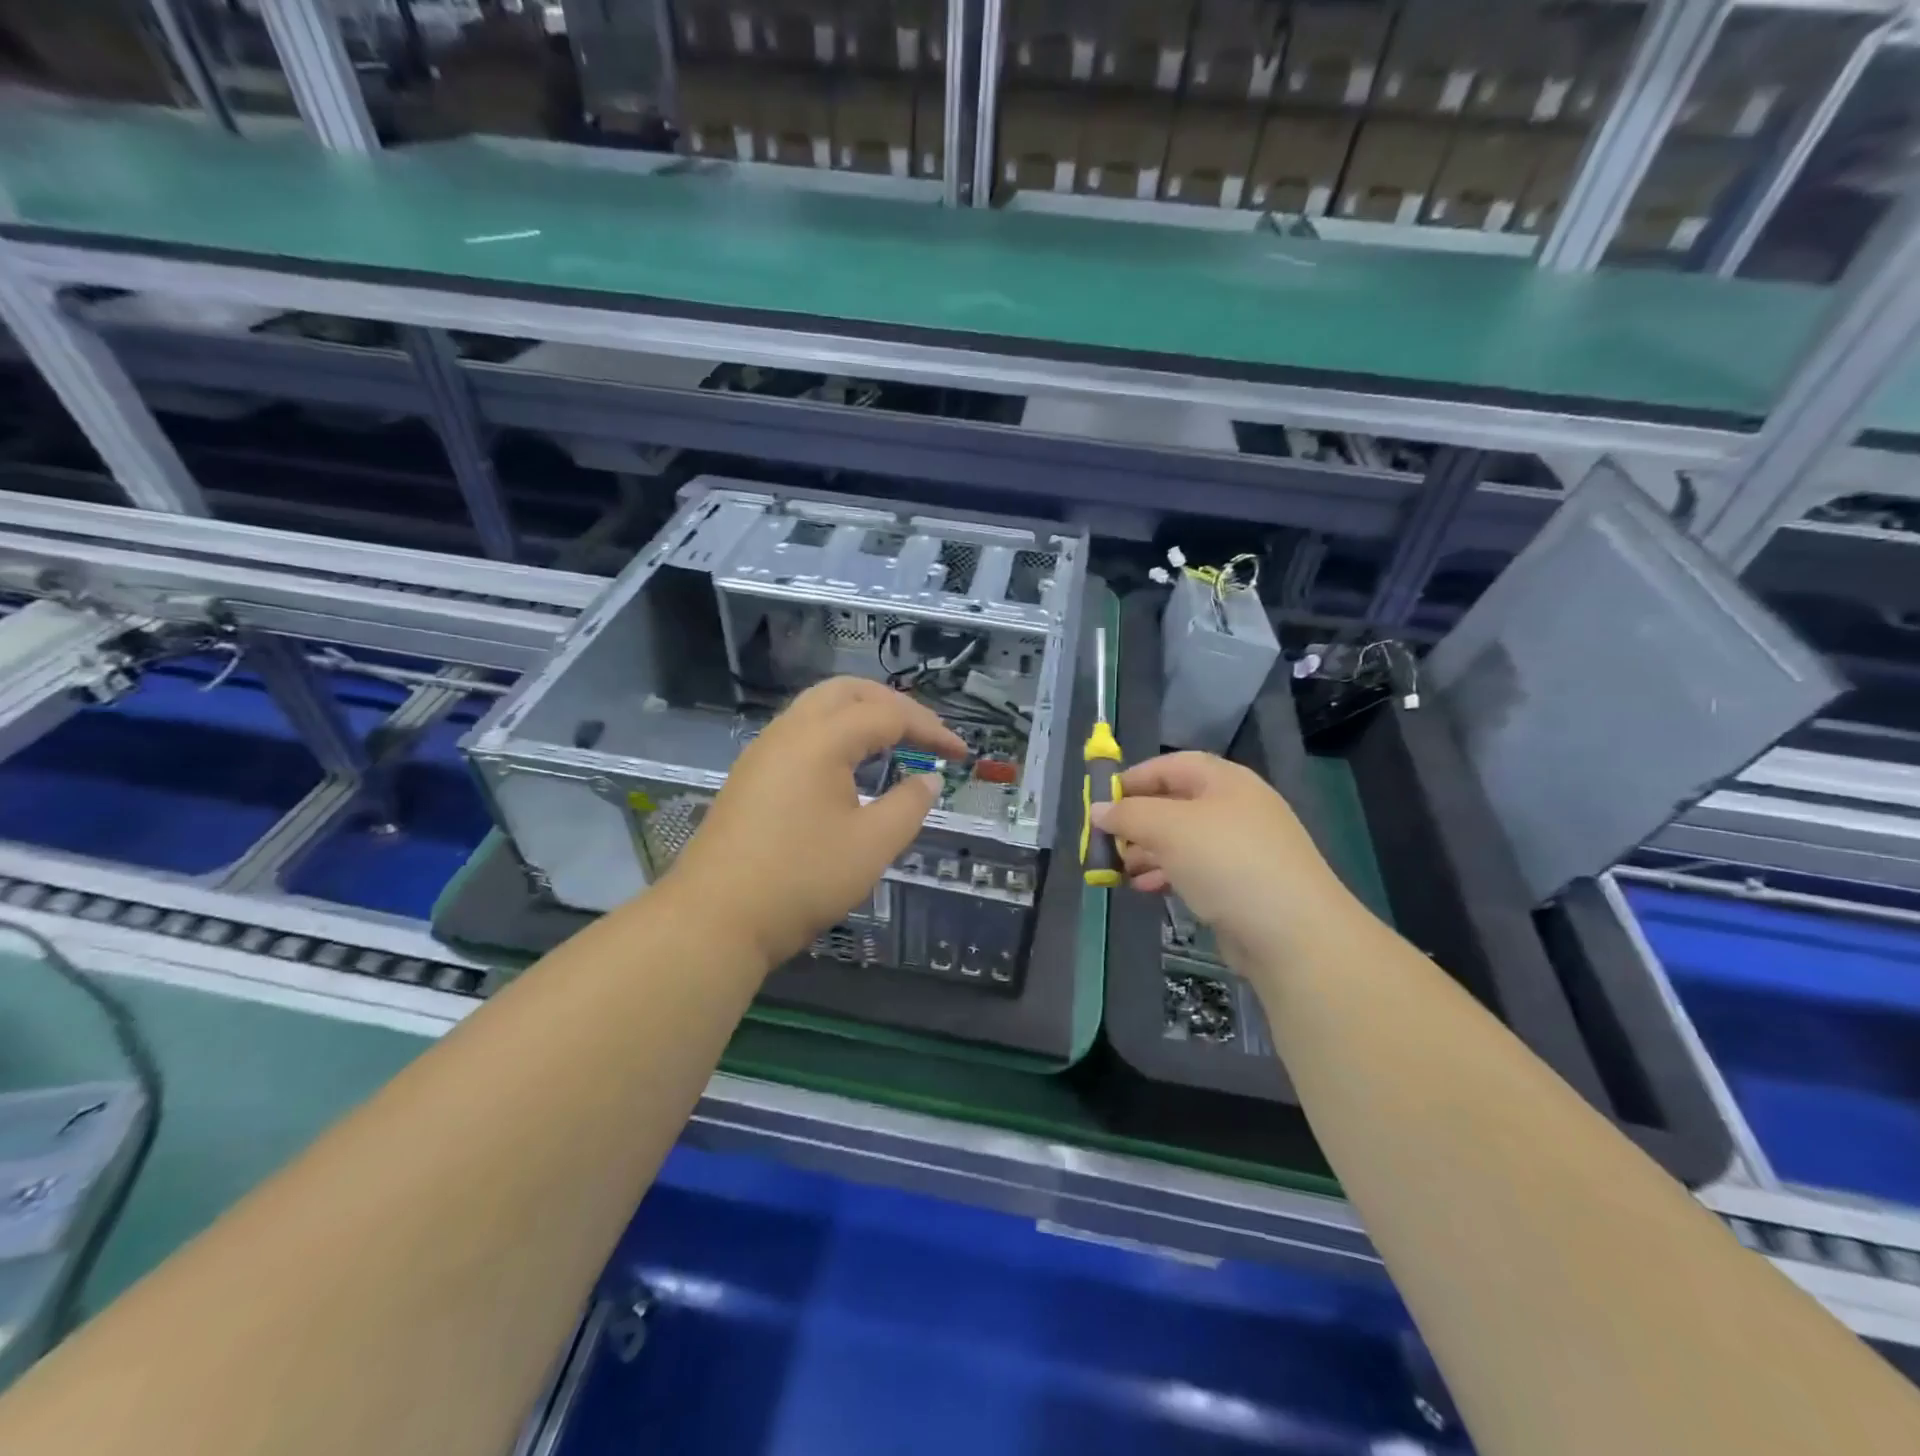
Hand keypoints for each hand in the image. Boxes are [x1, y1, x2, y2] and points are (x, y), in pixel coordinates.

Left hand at [668, 676, 966, 966]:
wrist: (715, 919)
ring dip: (861, 716)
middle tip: (926, 736)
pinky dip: (836, 736)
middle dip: (893, 706)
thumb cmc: (801, 879)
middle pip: (847, 692)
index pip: (887, 714)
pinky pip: (801, 734)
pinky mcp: (750, 776)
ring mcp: (763, 752)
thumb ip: (909, 806)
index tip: (961, 755)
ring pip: (819, 709)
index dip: (930, 730)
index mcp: (820, 739)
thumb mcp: (872, 845)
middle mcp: (788, 731)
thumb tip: (928, 780)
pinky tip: (850, 768)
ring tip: (894, 744)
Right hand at [1091, 752, 1356, 971]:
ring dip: (1146, 851)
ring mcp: (1241, 848)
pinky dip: (1166, 874)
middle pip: (1174, 803)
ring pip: (1181, 840)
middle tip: (1105, 842)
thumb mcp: (1169, 829)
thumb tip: (1098, 810)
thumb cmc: (1227, 864)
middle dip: (1136, 821)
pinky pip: (1194, 869)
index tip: (1101, 802)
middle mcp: (1235, 808)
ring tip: (1118, 870)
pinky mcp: (1241, 885)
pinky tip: (1145, 888)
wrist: (1294, 935)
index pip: (1171, 766)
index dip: (1134, 779)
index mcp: (1225, 781)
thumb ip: (1129, 814)